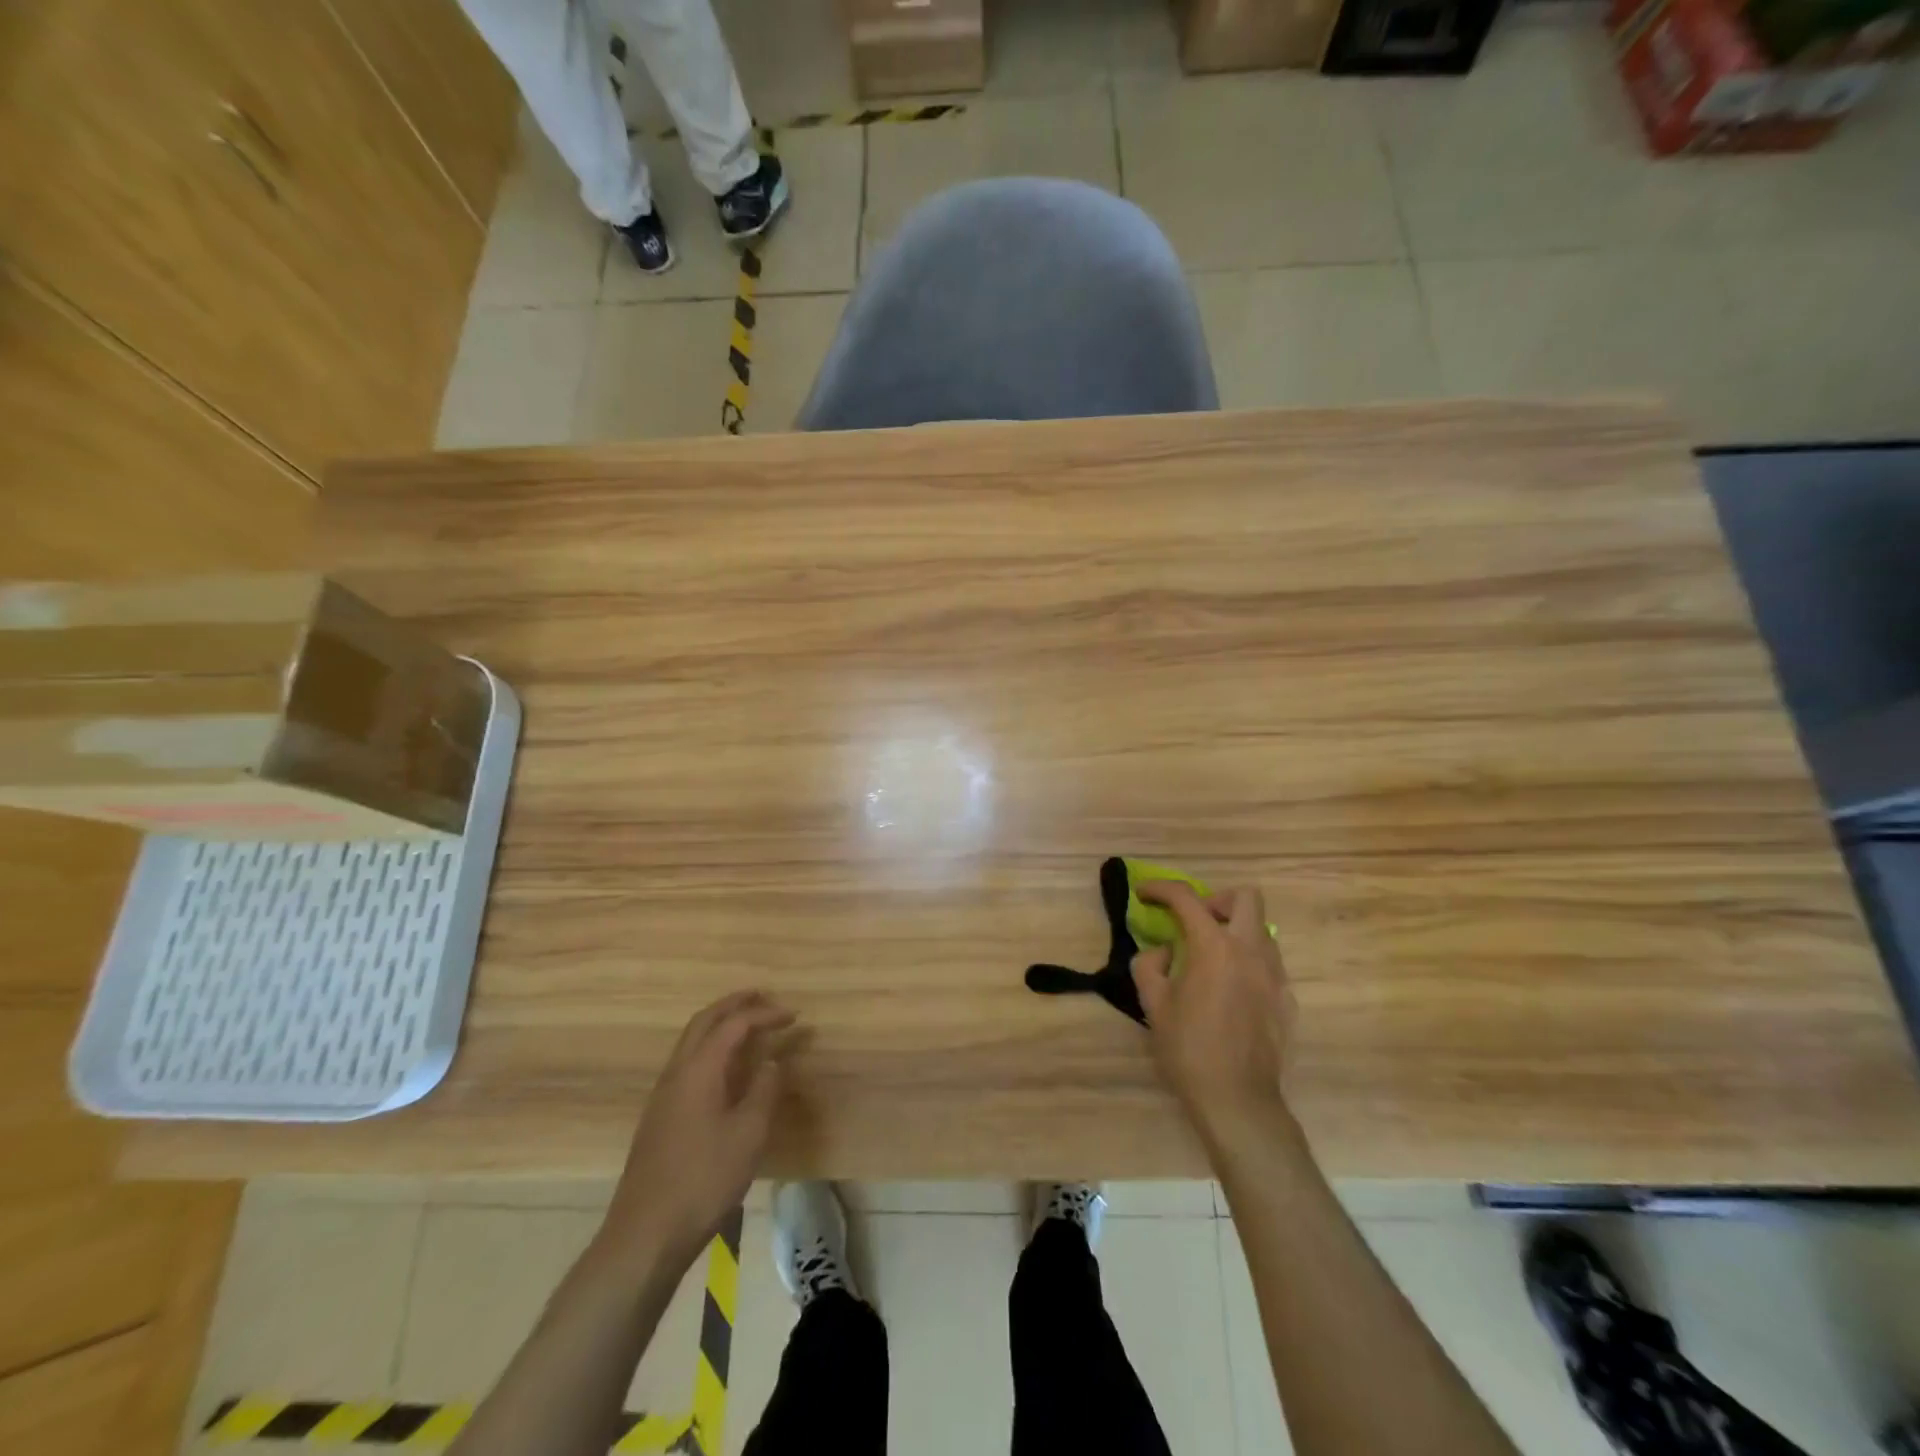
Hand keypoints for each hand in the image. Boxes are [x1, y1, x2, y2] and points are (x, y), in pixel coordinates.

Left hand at [600, 991, 797, 1273]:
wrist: (645, 1234)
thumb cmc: (703, 1180)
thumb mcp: (748, 1134)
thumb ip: (764, 1090)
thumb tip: (773, 1061)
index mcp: (699, 1069)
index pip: (734, 1024)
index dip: (765, 1014)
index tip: (794, 1015)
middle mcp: (677, 1072)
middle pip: (704, 1021)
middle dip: (735, 1004)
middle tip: (764, 998)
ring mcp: (664, 1094)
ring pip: (691, 1040)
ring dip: (720, 1024)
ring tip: (749, 1025)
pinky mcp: (660, 1115)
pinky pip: (688, 1061)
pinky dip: (711, 1047)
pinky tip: (726, 1068)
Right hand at [1132, 881, 1293, 1141]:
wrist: (1238, 1099)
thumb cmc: (1189, 1049)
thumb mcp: (1153, 1004)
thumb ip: (1150, 965)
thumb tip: (1163, 952)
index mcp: (1214, 946)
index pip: (1186, 898)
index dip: (1160, 888)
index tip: (1143, 893)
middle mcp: (1250, 950)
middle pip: (1245, 897)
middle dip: (1216, 900)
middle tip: (1194, 922)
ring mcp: (1274, 974)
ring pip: (1261, 929)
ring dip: (1234, 929)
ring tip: (1210, 957)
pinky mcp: (1286, 998)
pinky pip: (1268, 963)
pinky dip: (1246, 961)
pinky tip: (1228, 990)